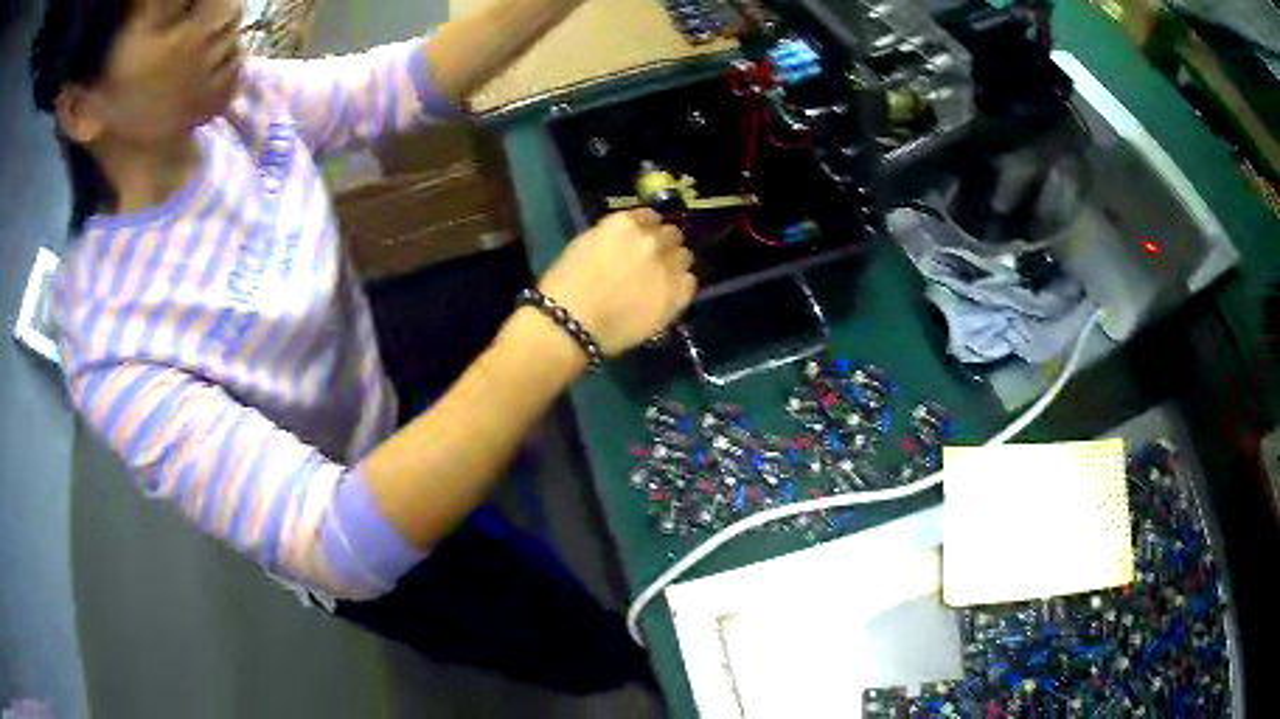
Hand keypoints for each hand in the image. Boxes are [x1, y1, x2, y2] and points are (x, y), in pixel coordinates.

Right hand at [538, 209, 695, 355]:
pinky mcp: (676, 294)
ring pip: (684, 257)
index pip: (649, 216)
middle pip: (670, 234)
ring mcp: (667, 267)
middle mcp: (651, 239)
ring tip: (660, 279)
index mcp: (625, 223)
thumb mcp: (586, 244)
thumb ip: (614, 237)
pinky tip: (666, 295)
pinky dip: (680, 286)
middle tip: (651, 261)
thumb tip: (628, 242)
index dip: (645, 230)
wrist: (571, 324)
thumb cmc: (565, 286)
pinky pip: (689, 282)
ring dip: (673, 264)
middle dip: (662, 245)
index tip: (639, 241)